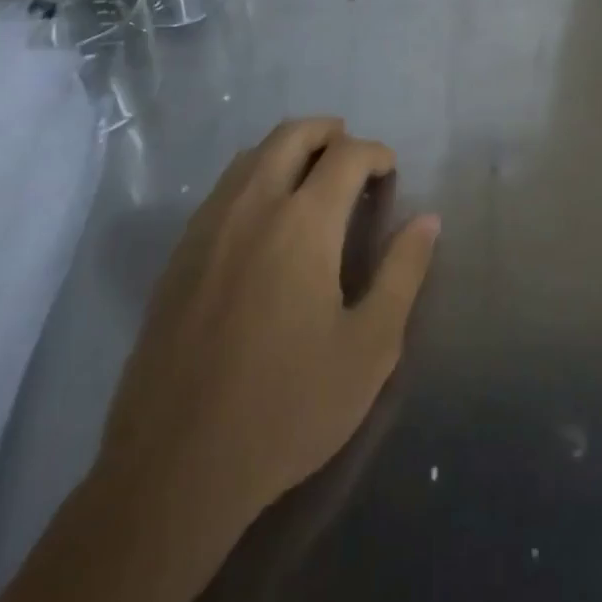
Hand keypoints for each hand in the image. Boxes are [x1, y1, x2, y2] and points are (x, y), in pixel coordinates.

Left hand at [101, 118, 440, 526]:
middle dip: (330, 132)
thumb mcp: (369, 348)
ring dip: (289, 149)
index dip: (376, 153)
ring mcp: (209, 226)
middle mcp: (253, 206)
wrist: (174, 468)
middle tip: (354, 157)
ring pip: (252, 155)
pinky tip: (265, 217)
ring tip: (313, 177)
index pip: (348, 155)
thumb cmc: (287, 407)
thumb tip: (427, 220)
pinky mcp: (179, 254)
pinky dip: (255, 176)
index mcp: (304, 222)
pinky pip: (223, 187)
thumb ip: (403, 273)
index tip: (390, 173)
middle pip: (293, 134)